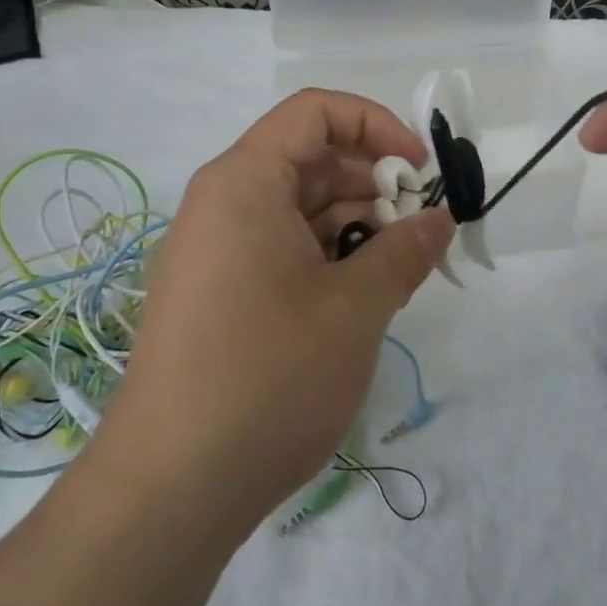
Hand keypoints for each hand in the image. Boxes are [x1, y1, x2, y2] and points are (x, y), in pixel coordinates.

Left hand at [87, 90, 453, 541]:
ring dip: (356, 228)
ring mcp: (215, 252)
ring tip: (398, 274)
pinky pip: (281, 251)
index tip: (419, 172)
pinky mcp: (217, 296)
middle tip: (419, 234)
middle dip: (374, 185)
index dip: (377, 125)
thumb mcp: (356, 308)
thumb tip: (438, 221)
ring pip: (299, 211)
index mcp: (245, 182)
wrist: (168, 493)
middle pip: (311, 161)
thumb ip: (405, 251)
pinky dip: (327, 260)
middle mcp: (222, 204)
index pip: (316, 112)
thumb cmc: (268, 377)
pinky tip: (361, 302)